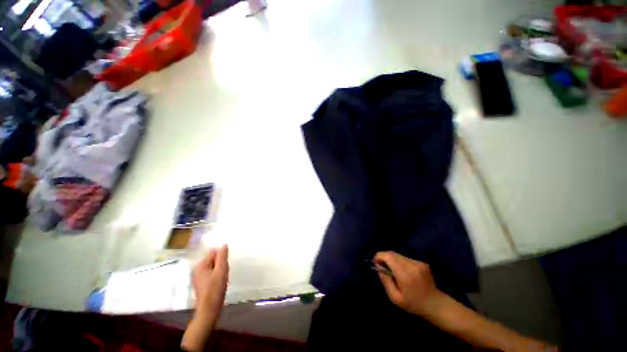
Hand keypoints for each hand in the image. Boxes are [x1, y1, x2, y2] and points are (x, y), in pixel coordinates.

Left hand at [182, 245, 228, 350]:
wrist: (209, 311)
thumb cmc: (215, 289)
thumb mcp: (221, 270)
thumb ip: (222, 257)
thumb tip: (224, 245)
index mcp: (201, 265)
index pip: (214, 252)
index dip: (222, 257)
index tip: (225, 266)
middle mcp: (198, 270)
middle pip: (214, 259)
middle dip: (221, 264)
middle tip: (224, 273)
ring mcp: (199, 278)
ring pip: (214, 267)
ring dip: (220, 271)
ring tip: (223, 280)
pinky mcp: (202, 284)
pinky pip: (212, 274)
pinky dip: (218, 277)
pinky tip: (220, 284)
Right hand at [374, 251, 444, 317]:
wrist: (436, 305)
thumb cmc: (413, 304)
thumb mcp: (395, 298)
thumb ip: (385, 280)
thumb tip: (378, 266)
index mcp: (405, 274)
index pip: (388, 256)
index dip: (379, 256)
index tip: (376, 262)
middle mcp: (412, 265)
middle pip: (392, 253)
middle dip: (385, 258)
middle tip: (382, 267)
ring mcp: (418, 263)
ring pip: (398, 255)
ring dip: (393, 260)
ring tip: (394, 271)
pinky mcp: (422, 262)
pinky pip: (405, 258)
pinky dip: (400, 262)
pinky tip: (404, 273)